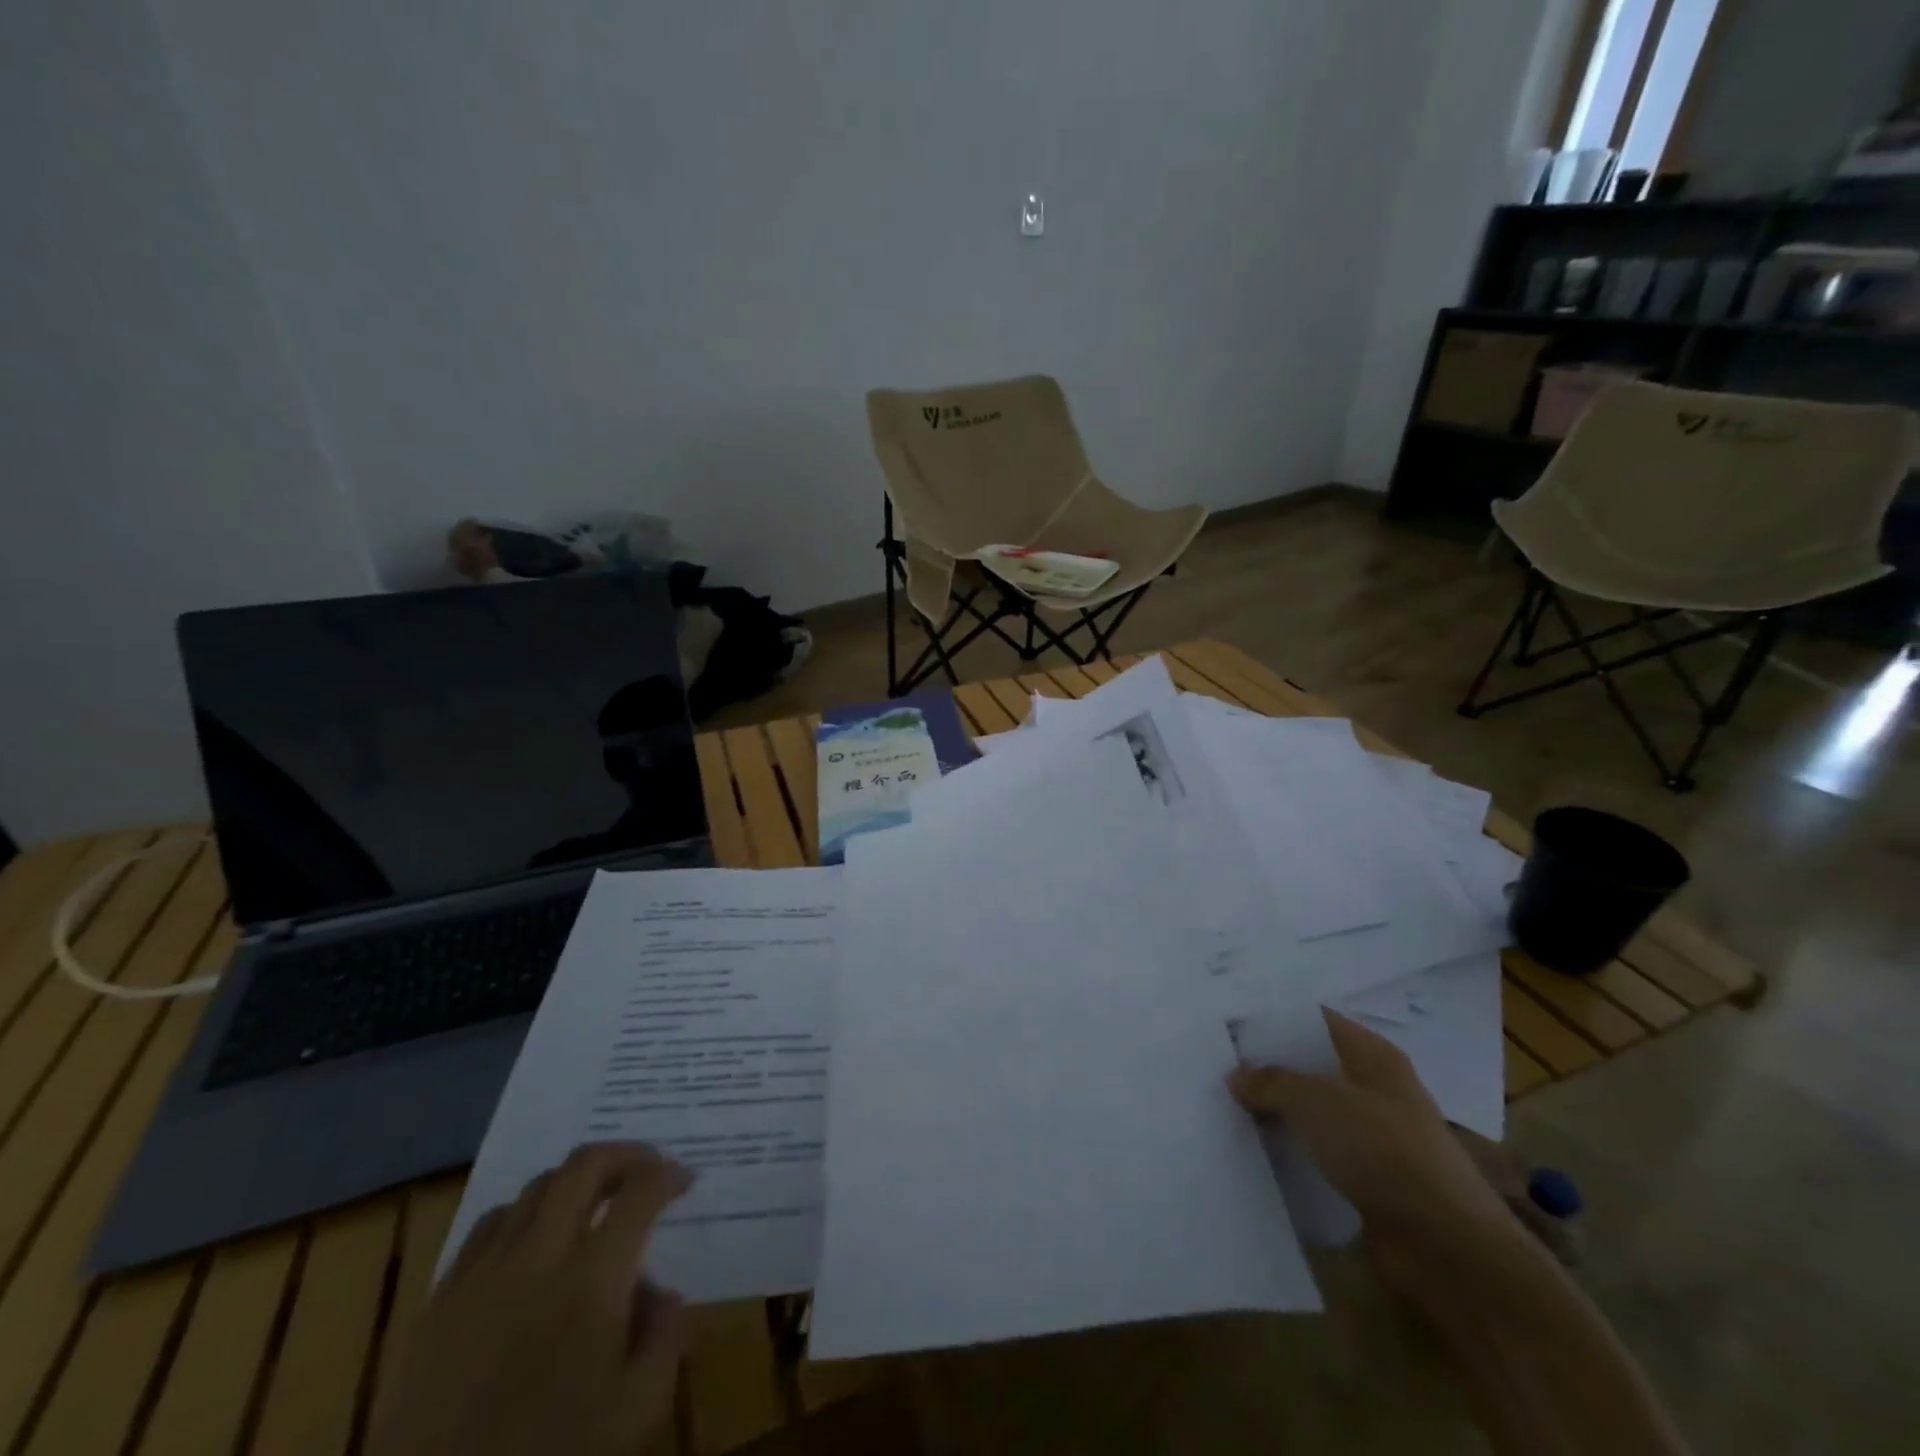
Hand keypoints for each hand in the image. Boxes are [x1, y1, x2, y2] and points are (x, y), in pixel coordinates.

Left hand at [366, 1143, 692, 1455]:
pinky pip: (487, 1226)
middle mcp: (539, 1258)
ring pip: (536, 1187)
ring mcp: (484, 1274)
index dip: (669, 1174)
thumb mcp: (635, 1413)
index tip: (685, 1180)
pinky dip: (523, 1212)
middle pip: (584, 1166)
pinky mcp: (441, 1300)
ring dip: (574, 1180)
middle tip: (647, 1169)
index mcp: (593, 1281)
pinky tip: (532, 1239)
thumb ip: (665, 1340)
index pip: (640, 1192)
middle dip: (626, 1155)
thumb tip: (664, 1294)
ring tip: (593, 1201)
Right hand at [1228, 1010, 1519, 1296]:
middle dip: (1269, 1066)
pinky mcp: (1369, 1179)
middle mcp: (1376, 1089)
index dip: (1275, 1017)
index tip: (1228, 1018)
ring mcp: (1375, 1136)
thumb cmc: (1384, 1151)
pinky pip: (1319, 1152)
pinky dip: (1291, 1150)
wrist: (1447, 1248)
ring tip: (1222, 1103)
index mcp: (1374, 1057)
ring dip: (1277, 1111)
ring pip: (1313, 1112)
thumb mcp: (1317, 1102)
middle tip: (1214, 1061)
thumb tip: (1236, 1075)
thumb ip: (1271, 1081)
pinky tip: (1254, 1149)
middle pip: (1312, 1066)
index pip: (1316, 1020)